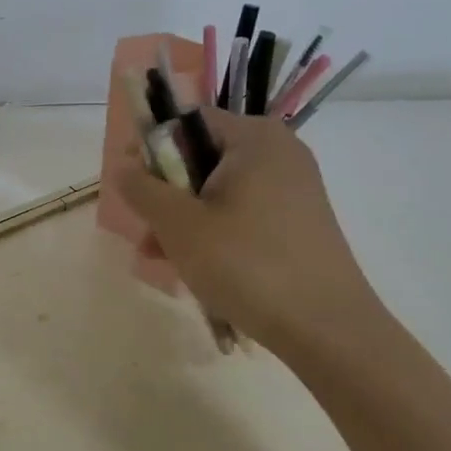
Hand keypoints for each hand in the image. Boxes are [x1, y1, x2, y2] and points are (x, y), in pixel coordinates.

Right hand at [110, 108, 382, 353]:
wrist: (327, 329)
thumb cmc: (246, 264)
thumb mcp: (179, 225)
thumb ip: (143, 188)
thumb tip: (123, 165)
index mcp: (255, 138)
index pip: (189, 121)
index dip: (152, 148)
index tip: (132, 185)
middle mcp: (279, 154)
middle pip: (202, 157)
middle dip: (166, 192)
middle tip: (145, 227)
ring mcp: (293, 190)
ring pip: (219, 191)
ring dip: (184, 218)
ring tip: (158, 256)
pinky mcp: (298, 223)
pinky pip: (242, 214)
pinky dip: (214, 232)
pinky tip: (191, 266)